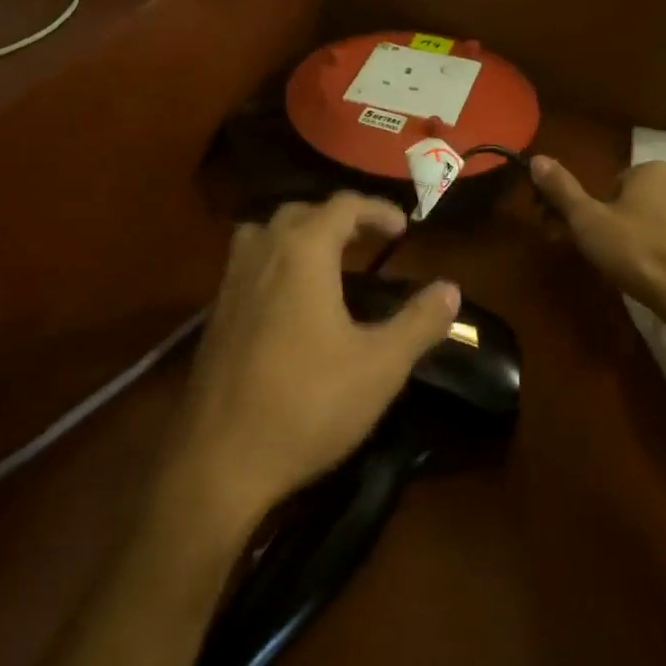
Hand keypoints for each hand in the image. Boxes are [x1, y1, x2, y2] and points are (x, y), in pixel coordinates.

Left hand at [163, 193, 460, 534]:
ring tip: (327, 260)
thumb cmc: (308, 404)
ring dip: (299, 234)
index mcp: (302, 253)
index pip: (342, 206)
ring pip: (265, 234)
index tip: (403, 228)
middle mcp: (262, 254)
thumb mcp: (381, 366)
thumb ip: (419, 322)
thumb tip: (451, 289)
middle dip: (338, 218)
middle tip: (369, 240)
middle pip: (300, 212)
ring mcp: (230, 284)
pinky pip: (247, 264)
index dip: (377, 210)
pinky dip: (275, 261)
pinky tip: (291, 301)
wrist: (220, 460)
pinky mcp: (214, 315)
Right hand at [531, 155, 665, 320]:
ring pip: (646, 221)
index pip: (607, 184)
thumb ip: (562, 189)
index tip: (576, 233)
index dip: (587, 210)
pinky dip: (653, 252)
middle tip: (591, 252)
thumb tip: (536, 158)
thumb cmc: (635, 250)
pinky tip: (645, 273)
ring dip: (628, 238)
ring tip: (617, 267)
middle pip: (626, 202)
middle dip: (605, 224)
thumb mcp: (587, 219)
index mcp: (651, 170)